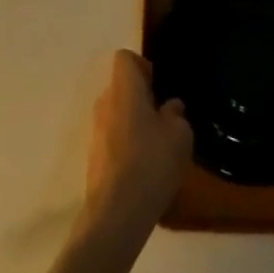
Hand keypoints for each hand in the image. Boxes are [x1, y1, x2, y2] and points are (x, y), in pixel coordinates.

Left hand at [80, 51, 191, 251]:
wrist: (116, 214)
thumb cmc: (151, 162)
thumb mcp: (180, 134)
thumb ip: (175, 114)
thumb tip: (169, 108)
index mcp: (124, 89)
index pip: (125, 58)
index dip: (142, 65)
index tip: (159, 86)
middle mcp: (104, 103)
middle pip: (121, 86)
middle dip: (141, 97)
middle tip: (164, 117)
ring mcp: (95, 132)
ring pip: (117, 114)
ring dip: (134, 122)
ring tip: (157, 146)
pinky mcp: (93, 158)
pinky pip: (112, 138)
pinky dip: (127, 144)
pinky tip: (145, 168)